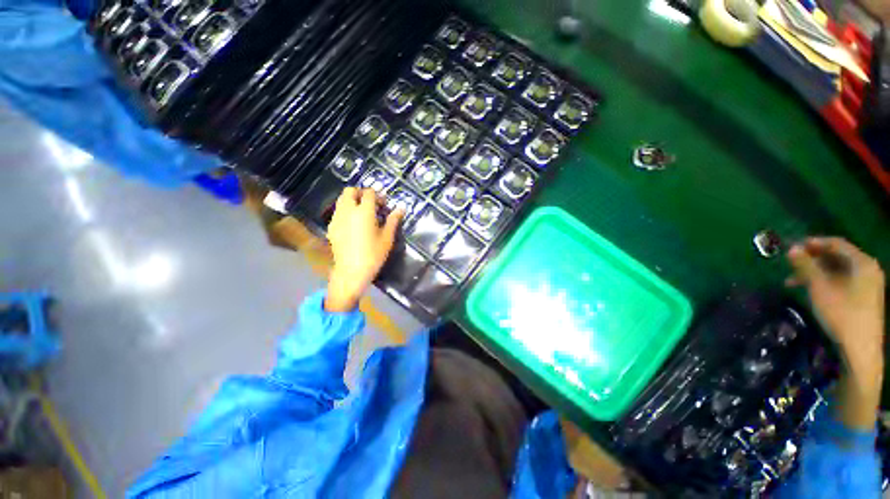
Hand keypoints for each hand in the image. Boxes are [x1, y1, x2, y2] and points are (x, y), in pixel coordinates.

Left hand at [325, 188, 403, 311]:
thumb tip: (401, 208)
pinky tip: (353, 225)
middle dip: (361, 193)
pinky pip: (338, 212)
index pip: (369, 193)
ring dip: (352, 201)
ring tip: (362, 213)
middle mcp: (348, 210)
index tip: (383, 204)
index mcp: (364, 211)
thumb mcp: (387, 237)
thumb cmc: (373, 254)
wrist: (351, 271)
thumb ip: (393, 220)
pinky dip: (346, 211)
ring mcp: (337, 218)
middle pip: (350, 191)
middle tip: (371, 204)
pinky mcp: (331, 227)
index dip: (377, 195)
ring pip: (342, 200)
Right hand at [786, 237, 884, 429]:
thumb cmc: (841, 314)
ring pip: (838, 270)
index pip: (836, 243)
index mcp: (862, 263)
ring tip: (794, 281)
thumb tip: (791, 248)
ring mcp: (868, 283)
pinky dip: (825, 282)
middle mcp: (868, 269)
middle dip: (812, 259)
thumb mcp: (820, 289)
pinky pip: (843, 281)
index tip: (792, 246)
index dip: (813, 242)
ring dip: (815, 272)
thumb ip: (806, 266)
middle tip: (791, 264)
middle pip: (837, 256)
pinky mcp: (865, 296)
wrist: (860, 349)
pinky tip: (811, 290)